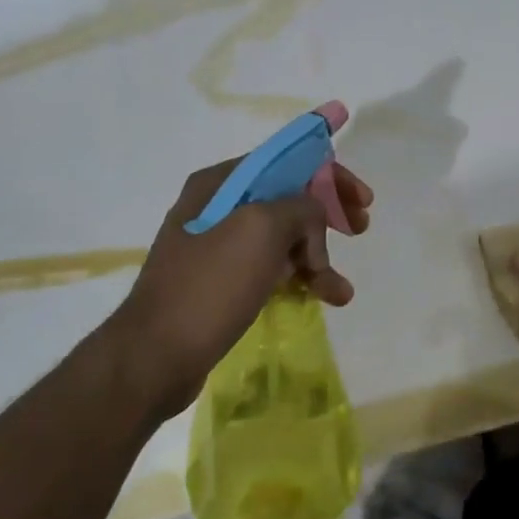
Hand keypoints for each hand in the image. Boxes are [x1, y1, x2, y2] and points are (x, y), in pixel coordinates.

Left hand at [107, 156, 372, 415]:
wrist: (155, 357)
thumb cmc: (210, 285)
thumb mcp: (262, 230)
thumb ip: (300, 208)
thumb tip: (312, 220)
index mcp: (221, 183)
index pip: (287, 161)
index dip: (330, 175)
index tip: (364, 199)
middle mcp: (218, 207)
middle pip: (289, 198)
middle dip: (327, 215)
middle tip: (360, 229)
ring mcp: (218, 246)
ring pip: (284, 239)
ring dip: (318, 257)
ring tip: (340, 290)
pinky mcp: (222, 282)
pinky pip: (272, 268)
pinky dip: (299, 279)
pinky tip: (323, 298)